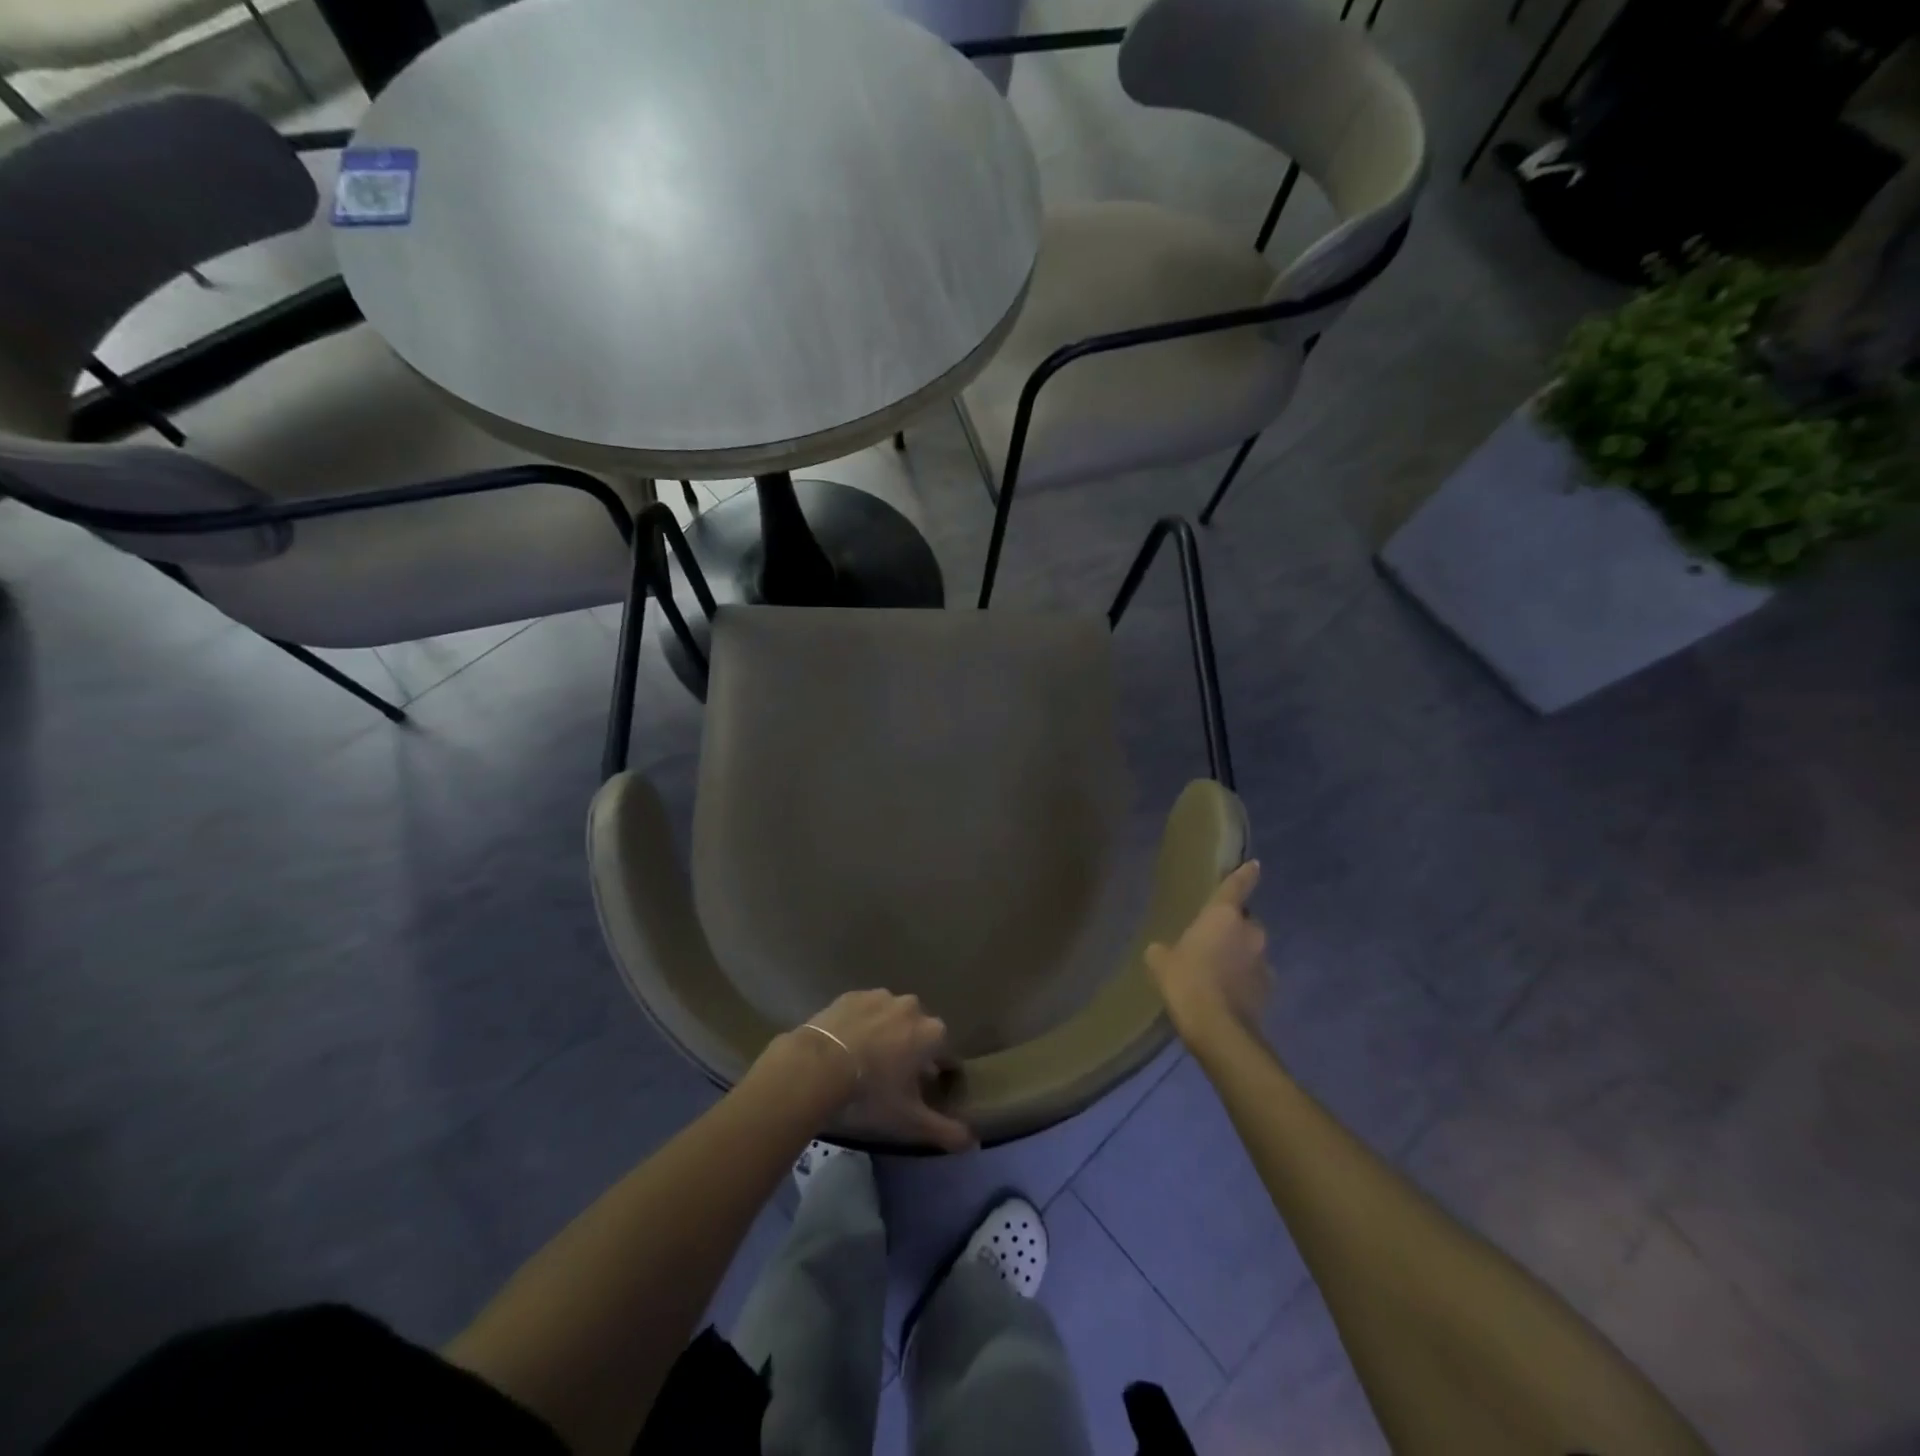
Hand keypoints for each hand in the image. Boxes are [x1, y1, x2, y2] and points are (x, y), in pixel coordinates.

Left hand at [802, 990, 975, 1151]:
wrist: (818, 1066)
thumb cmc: (871, 1092)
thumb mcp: (909, 1120)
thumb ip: (944, 1130)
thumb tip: (973, 1143)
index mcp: (932, 1032)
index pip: (946, 1053)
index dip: (938, 1072)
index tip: (925, 1088)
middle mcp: (912, 1007)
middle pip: (919, 1031)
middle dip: (912, 1049)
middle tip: (893, 1077)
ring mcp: (880, 996)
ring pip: (891, 1017)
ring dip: (886, 1034)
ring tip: (867, 1061)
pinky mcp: (852, 995)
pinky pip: (864, 1011)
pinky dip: (861, 1024)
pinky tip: (847, 1046)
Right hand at [1146, 860, 1271, 1044]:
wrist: (1219, 1028)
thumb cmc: (1187, 980)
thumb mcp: (1161, 963)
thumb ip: (1162, 950)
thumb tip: (1161, 950)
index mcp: (1224, 916)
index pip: (1237, 886)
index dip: (1245, 874)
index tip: (1255, 865)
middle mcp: (1251, 932)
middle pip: (1246, 922)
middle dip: (1234, 929)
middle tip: (1212, 941)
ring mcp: (1264, 961)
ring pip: (1252, 950)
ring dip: (1239, 956)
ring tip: (1218, 972)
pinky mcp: (1270, 989)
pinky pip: (1254, 976)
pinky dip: (1244, 980)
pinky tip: (1226, 994)